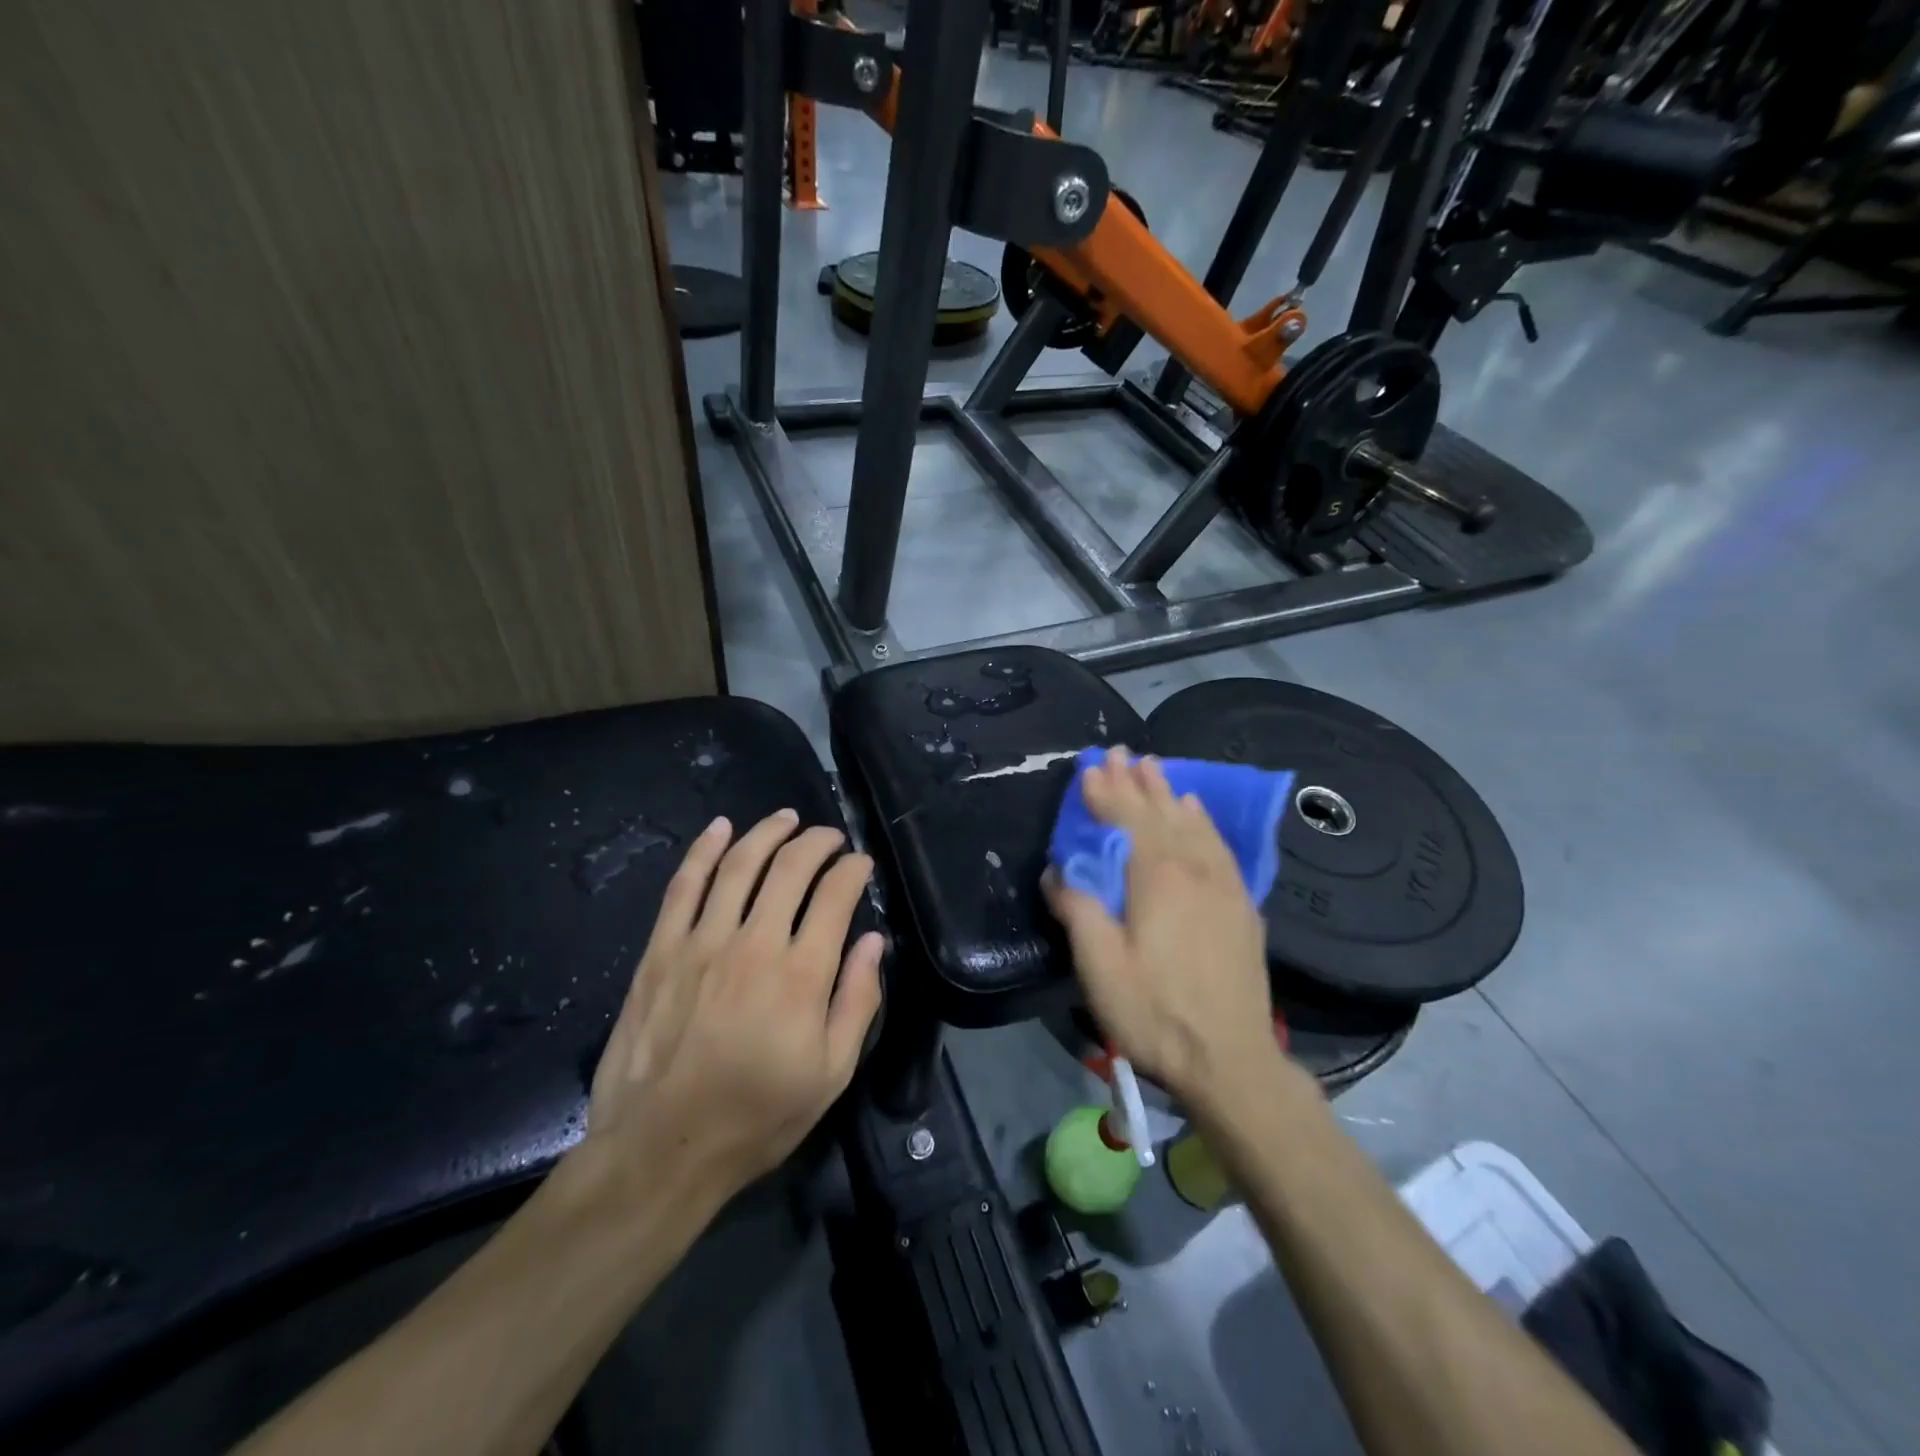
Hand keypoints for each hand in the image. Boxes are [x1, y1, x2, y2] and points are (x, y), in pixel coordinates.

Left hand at [581, 810, 883, 1204]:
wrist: (661, 1150)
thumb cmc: (756, 1117)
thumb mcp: (830, 1074)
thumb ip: (858, 1002)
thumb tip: (875, 942)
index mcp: (800, 975)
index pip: (835, 897)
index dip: (853, 871)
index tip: (861, 864)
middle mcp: (754, 944)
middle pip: (790, 869)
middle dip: (817, 842)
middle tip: (830, 837)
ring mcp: (701, 943)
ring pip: (738, 866)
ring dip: (767, 833)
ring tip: (786, 819)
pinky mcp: (661, 951)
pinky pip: (683, 886)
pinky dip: (703, 851)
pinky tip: (720, 829)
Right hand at [1043, 747, 1275, 1108]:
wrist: (1231, 1060)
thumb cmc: (1155, 1013)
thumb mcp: (1099, 966)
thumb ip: (1077, 909)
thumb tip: (1059, 870)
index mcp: (1155, 877)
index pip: (1125, 820)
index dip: (1105, 791)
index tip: (1091, 765)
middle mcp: (1191, 868)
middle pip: (1159, 813)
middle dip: (1135, 781)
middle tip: (1121, 751)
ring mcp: (1221, 885)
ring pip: (1191, 824)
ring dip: (1168, 793)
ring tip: (1154, 766)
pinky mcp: (1240, 905)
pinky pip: (1219, 846)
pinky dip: (1203, 821)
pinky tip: (1197, 811)